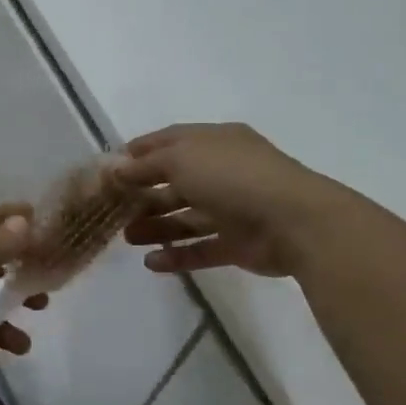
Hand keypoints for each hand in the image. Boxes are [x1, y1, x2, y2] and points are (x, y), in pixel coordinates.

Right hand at [115, 123, 330, 277]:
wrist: (294, 222)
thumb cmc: (233, 178)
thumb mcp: (181, 159)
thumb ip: (146, 165)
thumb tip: (118, 169)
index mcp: (214, 143)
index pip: (170, 141)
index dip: (140, 152)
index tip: (111, 168)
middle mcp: (223, 172)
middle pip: (176, 182)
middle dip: (144, 195)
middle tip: (114, 210)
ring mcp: (232, 209)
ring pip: (186, 218)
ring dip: (156, 227)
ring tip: (127, 238)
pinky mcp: (238, 244)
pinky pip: (201, 249)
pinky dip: (177, 256)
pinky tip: (151, 263)